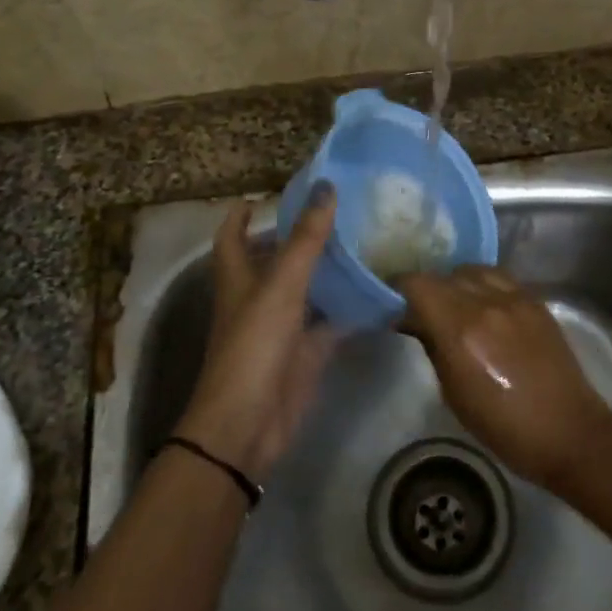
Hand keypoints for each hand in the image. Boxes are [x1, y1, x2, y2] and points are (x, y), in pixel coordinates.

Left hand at [174, 186, 337, 480]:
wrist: (249, 423)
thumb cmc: (254, 344)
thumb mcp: (281, 284)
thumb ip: (306, 238)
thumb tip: (326, 186)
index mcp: (239, 276)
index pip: (233, 235)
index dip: (243, 215)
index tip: (265, 196)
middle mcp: (258, 297)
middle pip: (275, 259)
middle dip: (298, 237)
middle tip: (337, 212)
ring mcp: (283, 326)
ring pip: (308, 289)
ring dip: (329, 270)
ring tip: (365, 241)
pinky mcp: (306, 352)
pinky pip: (331, 322)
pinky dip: (351, 308)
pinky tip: (379, 291)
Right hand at [396, 265, 611, 487]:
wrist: (569, 431)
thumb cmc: (504, 426)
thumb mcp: (454, 394)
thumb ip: (433, 349)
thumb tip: (415, 323)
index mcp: (461, 329)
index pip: (418, 284)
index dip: (399, 287)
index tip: (391, 301)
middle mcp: (487, 303)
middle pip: (444, 275)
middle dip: (426, 288)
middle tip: (420, 308)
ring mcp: (515, 298)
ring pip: (472, 270)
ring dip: (456, 282)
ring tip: (453, 304)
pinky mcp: (536, 301)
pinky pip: (499, 278)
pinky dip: (483, 285)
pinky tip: (483, 306)